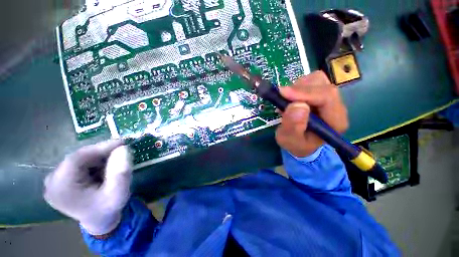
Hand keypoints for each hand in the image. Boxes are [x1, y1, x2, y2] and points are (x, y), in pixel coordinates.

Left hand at [44, 140, 132, 235]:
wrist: (99, 220)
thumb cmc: (108, 209)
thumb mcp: (119, 192)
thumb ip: (121, 171)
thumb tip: (123, 148)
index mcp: (61, 188)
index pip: (78, 158)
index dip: (100, 147)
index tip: (122, 142)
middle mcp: (51, 182)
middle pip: (78, 157)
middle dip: (101, 154)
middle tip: (121, 152)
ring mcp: (53, 180)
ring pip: (80, 159)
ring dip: (99, 158)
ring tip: (113, 165)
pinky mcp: (59, 179)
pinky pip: (78, 163)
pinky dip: (94, 163)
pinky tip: (103, 170)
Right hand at [276, 71, 348, 156]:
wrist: (300, 143)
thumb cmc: (296, 144)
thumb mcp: (289, 140)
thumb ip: (293, 126)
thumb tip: (297, 105)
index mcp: (335, 122)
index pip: (327, 98)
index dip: (304, 93)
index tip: (283, 93)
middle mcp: (336, 107)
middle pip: (323, 85)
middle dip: (299, 89)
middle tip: (282, 98)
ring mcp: (329, 99)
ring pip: (317, 80)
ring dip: (298, 87)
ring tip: (287, 101)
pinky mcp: (320, 94)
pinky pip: (310, 81)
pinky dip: (297, 86)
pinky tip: (291, 99)